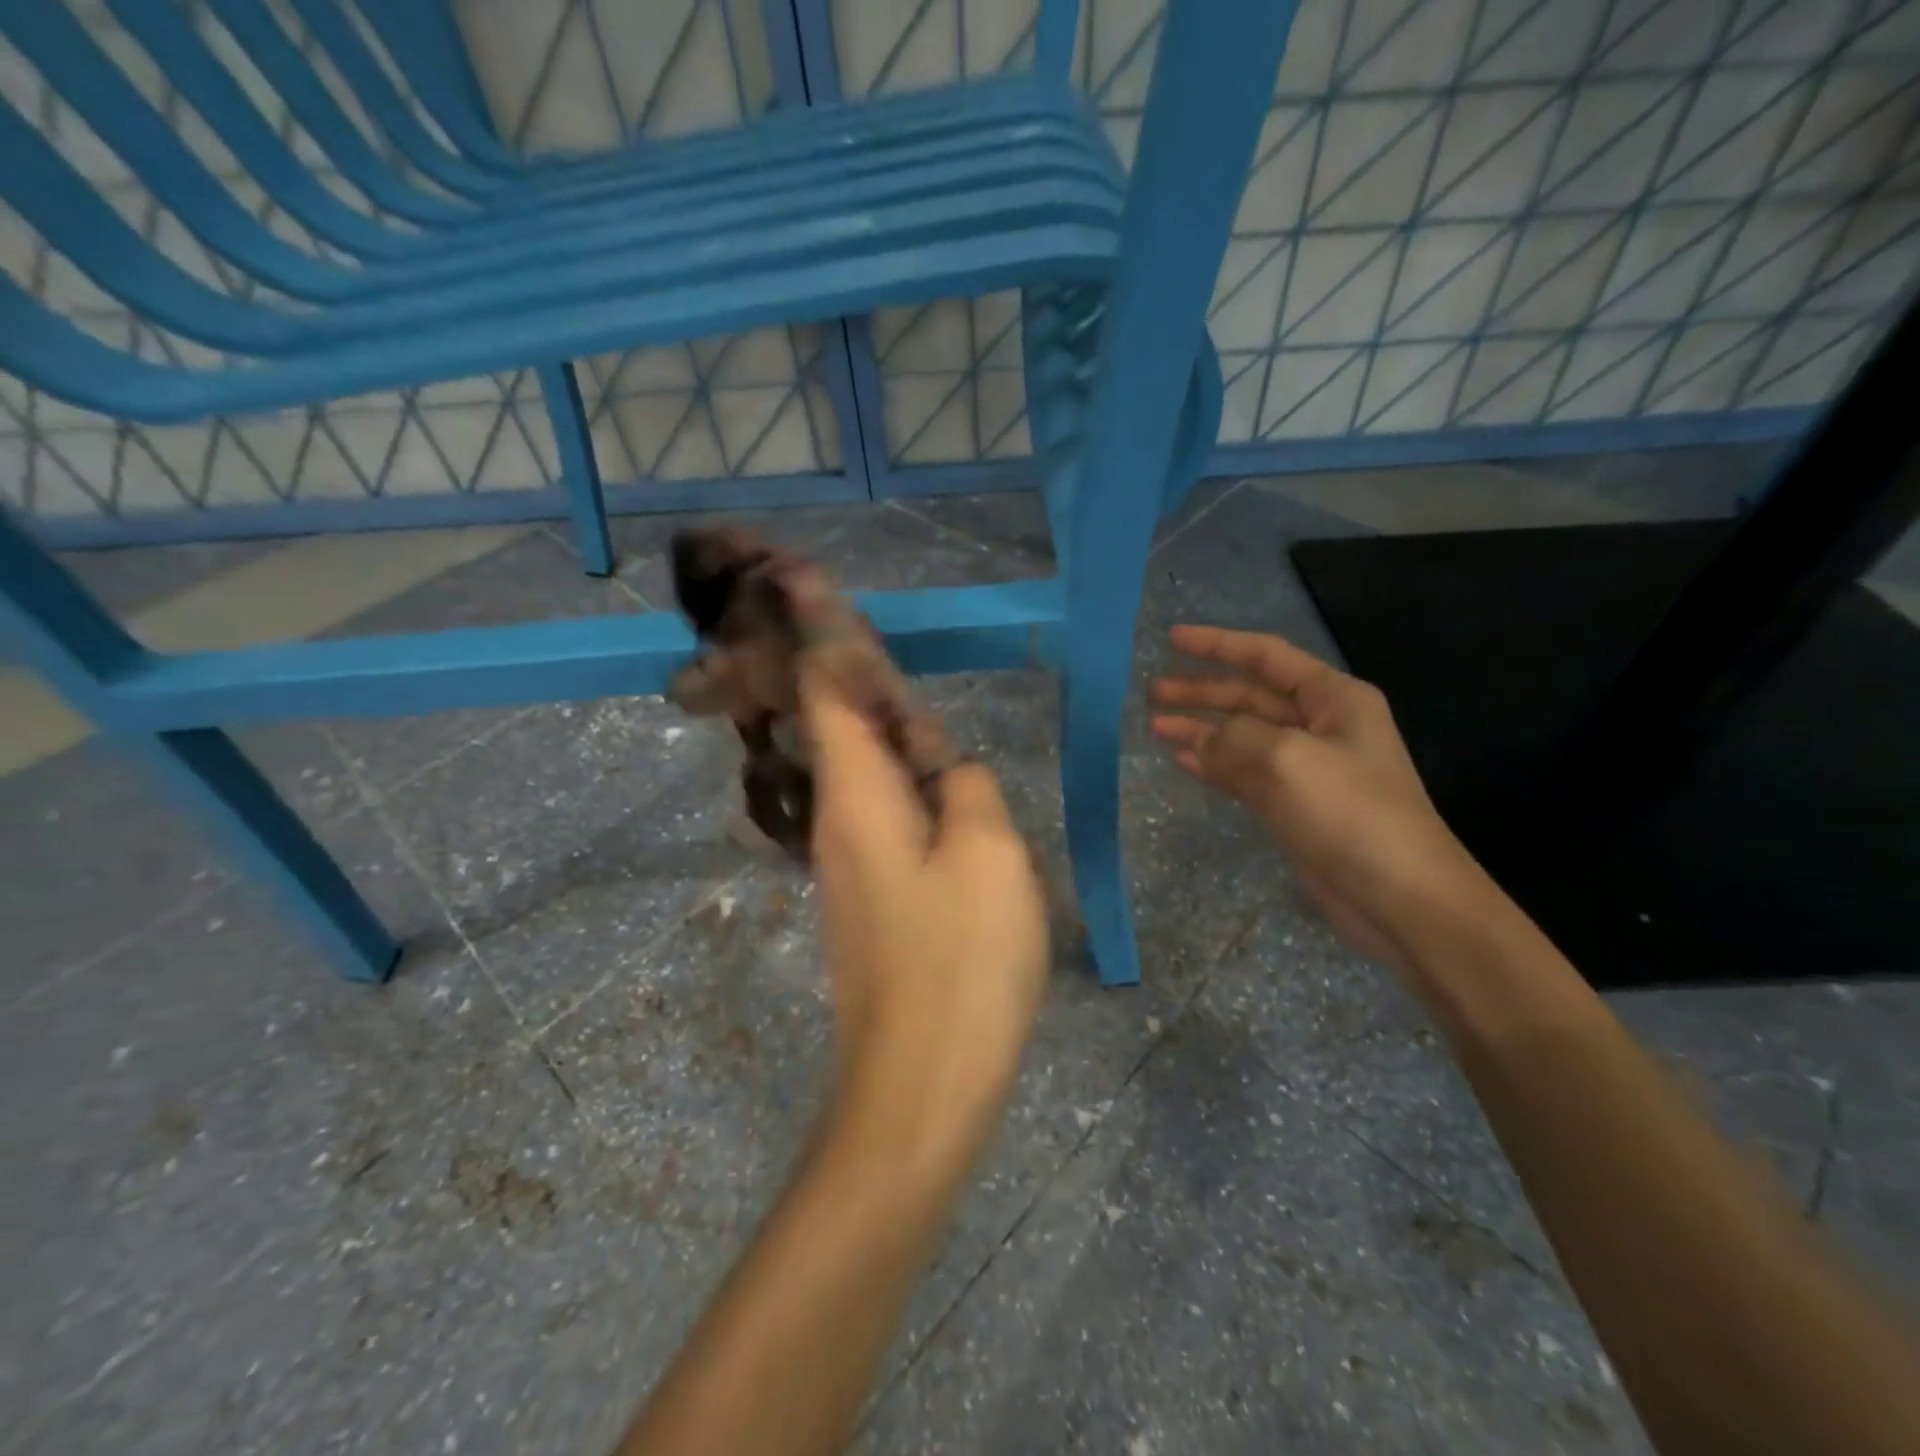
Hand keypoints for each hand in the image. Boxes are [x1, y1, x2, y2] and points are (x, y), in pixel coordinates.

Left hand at [801, 660, 1048, 1176]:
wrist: (922, 1082)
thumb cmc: (961, 959)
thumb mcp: (988, 853)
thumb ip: (966, 787)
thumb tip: (946, 769)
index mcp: (857, 797)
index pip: (827, 695)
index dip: (818, 636)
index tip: (800, 581)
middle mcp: (837, 822)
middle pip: (838, 730)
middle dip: (850, 676)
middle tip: (860, 627)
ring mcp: (848, 865)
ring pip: (862, 774)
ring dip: (882, 731)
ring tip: (913, 701)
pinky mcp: (868, 900)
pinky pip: (880, 815)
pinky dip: (901, 782)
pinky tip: (933, 783)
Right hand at [1149, 625, 1482, 968]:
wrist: (1400, 896)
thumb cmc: (1349, 812)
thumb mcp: (1285, 758)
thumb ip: (1234, 738)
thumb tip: (1201, 742)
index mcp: (1333, 698)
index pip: (1267, 656)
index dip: (1218, 645)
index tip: (1173, 638)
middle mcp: (1321, 725)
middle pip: (1250, 697)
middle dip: (1202, 692)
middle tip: (1153, 692)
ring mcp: (1307, 768)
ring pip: (1242, 736)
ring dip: (1201, 729)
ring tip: (1156, 726)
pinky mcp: (1295, 805)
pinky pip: (1244, 773)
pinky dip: (1214, 765)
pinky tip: (1184, 761)